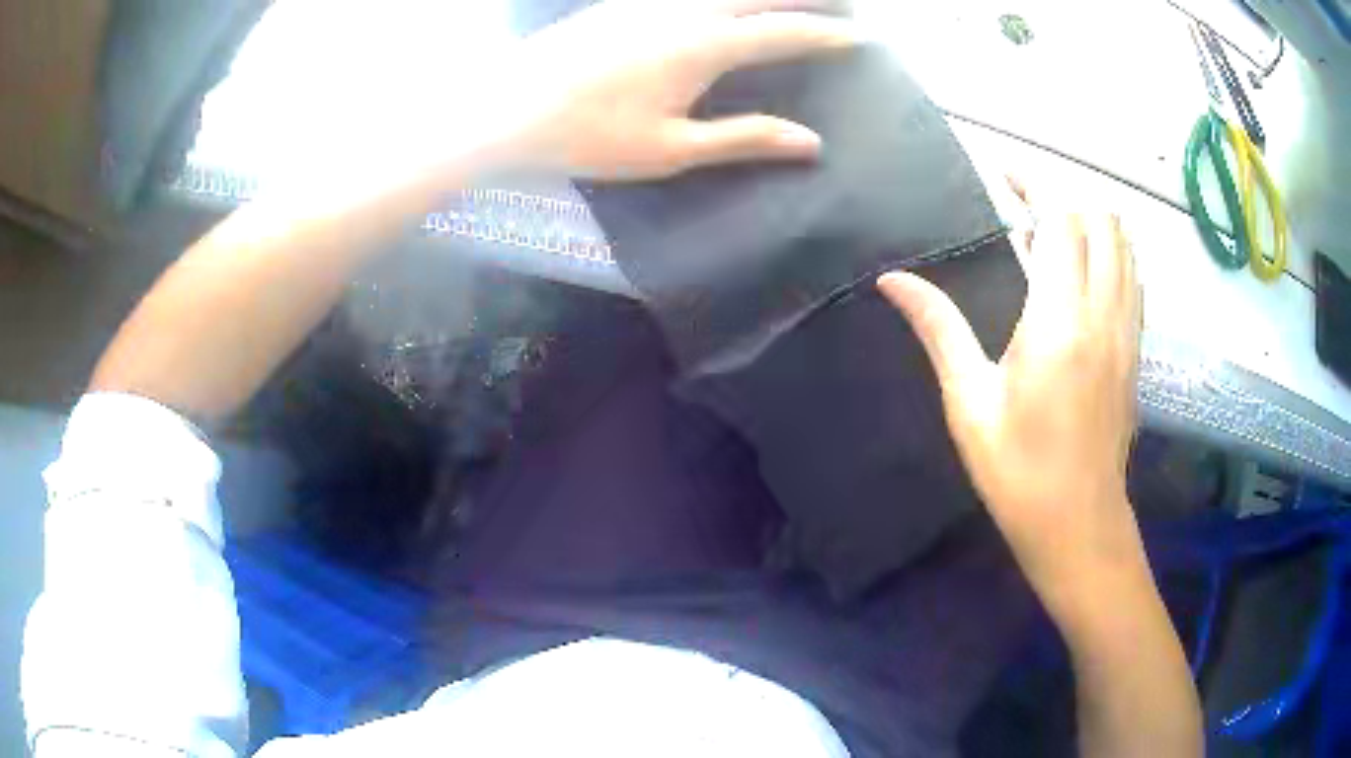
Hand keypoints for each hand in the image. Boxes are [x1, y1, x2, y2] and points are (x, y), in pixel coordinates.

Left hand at [491, 0, 859, 178]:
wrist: (505, 110)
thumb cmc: (588, 137)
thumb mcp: (671, 150)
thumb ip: (744, 138)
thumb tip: (811, 143)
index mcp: (704, 46)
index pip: (783, 32)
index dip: (826, 33)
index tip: (860, 35)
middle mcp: (683, 10)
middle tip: (839, 3)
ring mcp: (649, 1)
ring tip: (788, 1)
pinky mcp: (621, 2)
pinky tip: (721, 3)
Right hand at [877, 181, 1144, 588]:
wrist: (1079, 526)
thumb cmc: (1018, 472)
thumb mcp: (969, 404)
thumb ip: (938, 329)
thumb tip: (893, 279)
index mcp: (1060, 322)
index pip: (1061, 220)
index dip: (1034, 184)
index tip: (1002, 174)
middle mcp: (1103, 314)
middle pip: (1101, 222)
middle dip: (1063, 197)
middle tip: (1022, 206)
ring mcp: (1127, 332)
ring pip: (1125, 247)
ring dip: (1090, 223)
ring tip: (1051, 235)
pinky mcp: (1136, 351)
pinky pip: (1132, 278)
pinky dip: (1110, 255)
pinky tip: (1081, 276)